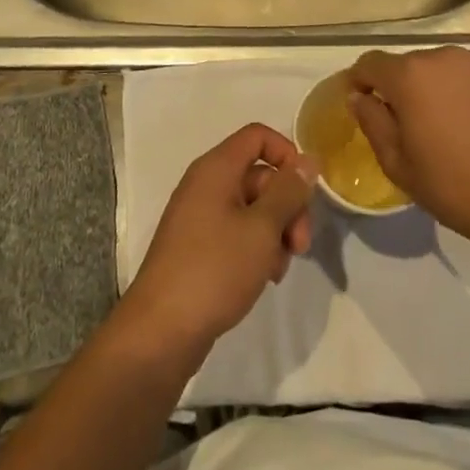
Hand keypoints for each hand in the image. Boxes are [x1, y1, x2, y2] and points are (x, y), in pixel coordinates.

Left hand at [121, 123, 317, 357]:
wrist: (161, 332)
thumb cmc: (215, 270)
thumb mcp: (262, 228)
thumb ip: (289, 191)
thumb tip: (309, 160)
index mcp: (216, 169)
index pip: (258, 136)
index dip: (287, 154)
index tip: (306, 189)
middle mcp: (206, 185)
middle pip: (260, 176)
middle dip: (288, 206)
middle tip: (300, 245)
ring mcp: (199, 218)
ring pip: (253, 209)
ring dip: (275, 233)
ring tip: (278, 269)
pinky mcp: (198, 248)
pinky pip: (237, 233)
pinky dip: (256, 249)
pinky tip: (264, 277)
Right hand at [348, 46, 469, 242]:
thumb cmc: (452, 186)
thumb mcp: (397, 163)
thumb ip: (372, 121)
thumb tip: (359, 96)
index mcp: (410, 75)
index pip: (370, 63)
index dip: (361, 81)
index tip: (364, 102)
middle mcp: (444, 55)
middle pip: (411, 64)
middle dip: (406, 87)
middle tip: (414, 123)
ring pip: (447, 66)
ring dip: (441, 85)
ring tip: (453, 121)